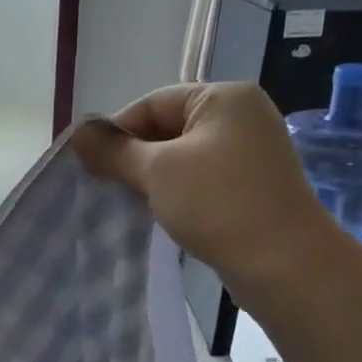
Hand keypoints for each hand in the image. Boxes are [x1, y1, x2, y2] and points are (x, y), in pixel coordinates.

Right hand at [75, 83, 336, 288]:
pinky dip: (177, 194)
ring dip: (153, 180)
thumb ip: (115, 151)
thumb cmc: (217, 203)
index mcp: (223, 98)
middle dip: (134, 158)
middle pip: (168, 128)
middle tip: (105, 188)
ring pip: (183, 158)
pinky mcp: (252, 187)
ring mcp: (251, 154)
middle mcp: (242, 117)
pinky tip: (160, 216)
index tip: (90, 166)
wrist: (283, 263)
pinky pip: (202, 181)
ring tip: (129, 204)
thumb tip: (78, 133)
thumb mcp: (157, 171)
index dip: (117, 132)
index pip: (153, 103)